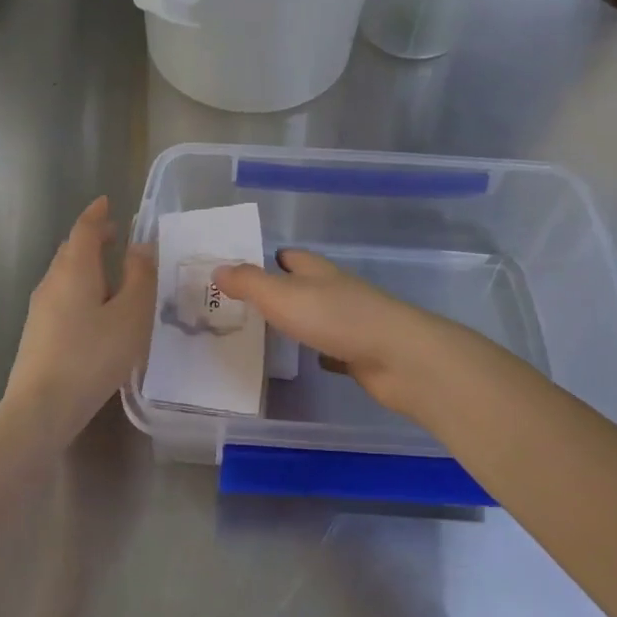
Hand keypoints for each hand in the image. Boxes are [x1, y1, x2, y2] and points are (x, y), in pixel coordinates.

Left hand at [6, 198, 157, 441]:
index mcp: (75, 269)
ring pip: (64, 273)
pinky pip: (61, 295)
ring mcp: (40, 308)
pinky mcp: (37, 332)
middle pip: (71, 249)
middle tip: (115, 236)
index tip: (107, 202)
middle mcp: (52, 281)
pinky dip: (80, 287)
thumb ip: (140, 278)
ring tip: (111, 273)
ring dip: (86, 264)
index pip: (84, 229)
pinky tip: (94, 310)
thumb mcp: (130, 315)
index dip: (96, 214)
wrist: (41, 407)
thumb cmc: (92, 356)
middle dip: (92, 238)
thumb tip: (141, 247)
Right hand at [214, 250, 461, 420]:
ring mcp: (352, 321)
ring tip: (268, 331)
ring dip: (299, 320)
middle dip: (280, 290)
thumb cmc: (336, 318)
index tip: (244, 268)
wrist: (398, 358)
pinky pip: (334, 346)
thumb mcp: (282, 296)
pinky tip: (306, 360)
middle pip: (305, 284)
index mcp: (317, 271)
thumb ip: (249, 283)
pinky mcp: (361, 351)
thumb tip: (218, 269)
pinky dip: (319, 349)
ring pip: (319, 315)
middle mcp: (335, 290)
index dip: (270, 259)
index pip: (291, 256)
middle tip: (246, 305)